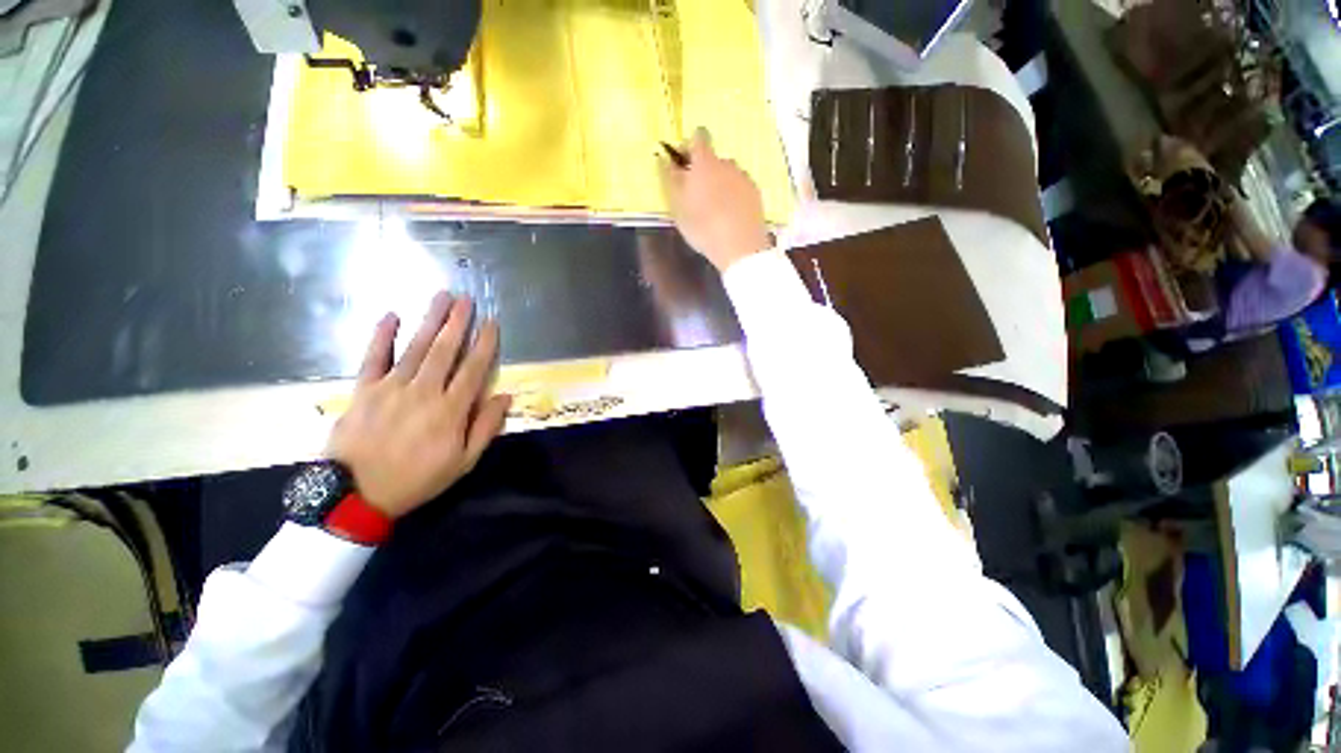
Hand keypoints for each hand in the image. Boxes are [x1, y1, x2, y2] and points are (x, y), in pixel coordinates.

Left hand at [325, 293, 511, 518]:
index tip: (492, 323)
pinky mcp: (364, 390)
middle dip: (458, 322)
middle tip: (467, 299)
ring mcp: (391, 388)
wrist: (355, 495)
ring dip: (430, 320)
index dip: (485, 344)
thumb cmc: (417, 479)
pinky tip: (391, 316)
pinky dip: (382, 336)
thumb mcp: (463, 462)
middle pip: (445, 350)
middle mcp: (423, 391)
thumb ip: (486, 427)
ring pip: (415, 347)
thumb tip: (505, 397)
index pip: (473, 369)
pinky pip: (374, 358)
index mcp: (451, 410)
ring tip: (442, 296)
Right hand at [659, 128, 770, 270]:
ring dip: (720, 184)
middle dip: (704, 171)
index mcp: (705, 162)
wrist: (740, 247)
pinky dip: (734, 196)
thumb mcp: (677, 207)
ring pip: (728, 174)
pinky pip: (740, 188)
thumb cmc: (703, 227)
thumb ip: (669, 179)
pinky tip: (729, 217)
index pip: (698, 137)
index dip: (689, 146)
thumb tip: (662, 157)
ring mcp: (744, 178)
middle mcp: (727, 163)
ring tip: (714, 211)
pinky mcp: (756, 194)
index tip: (683, 164)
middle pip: (713, 159)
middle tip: (696, 197)